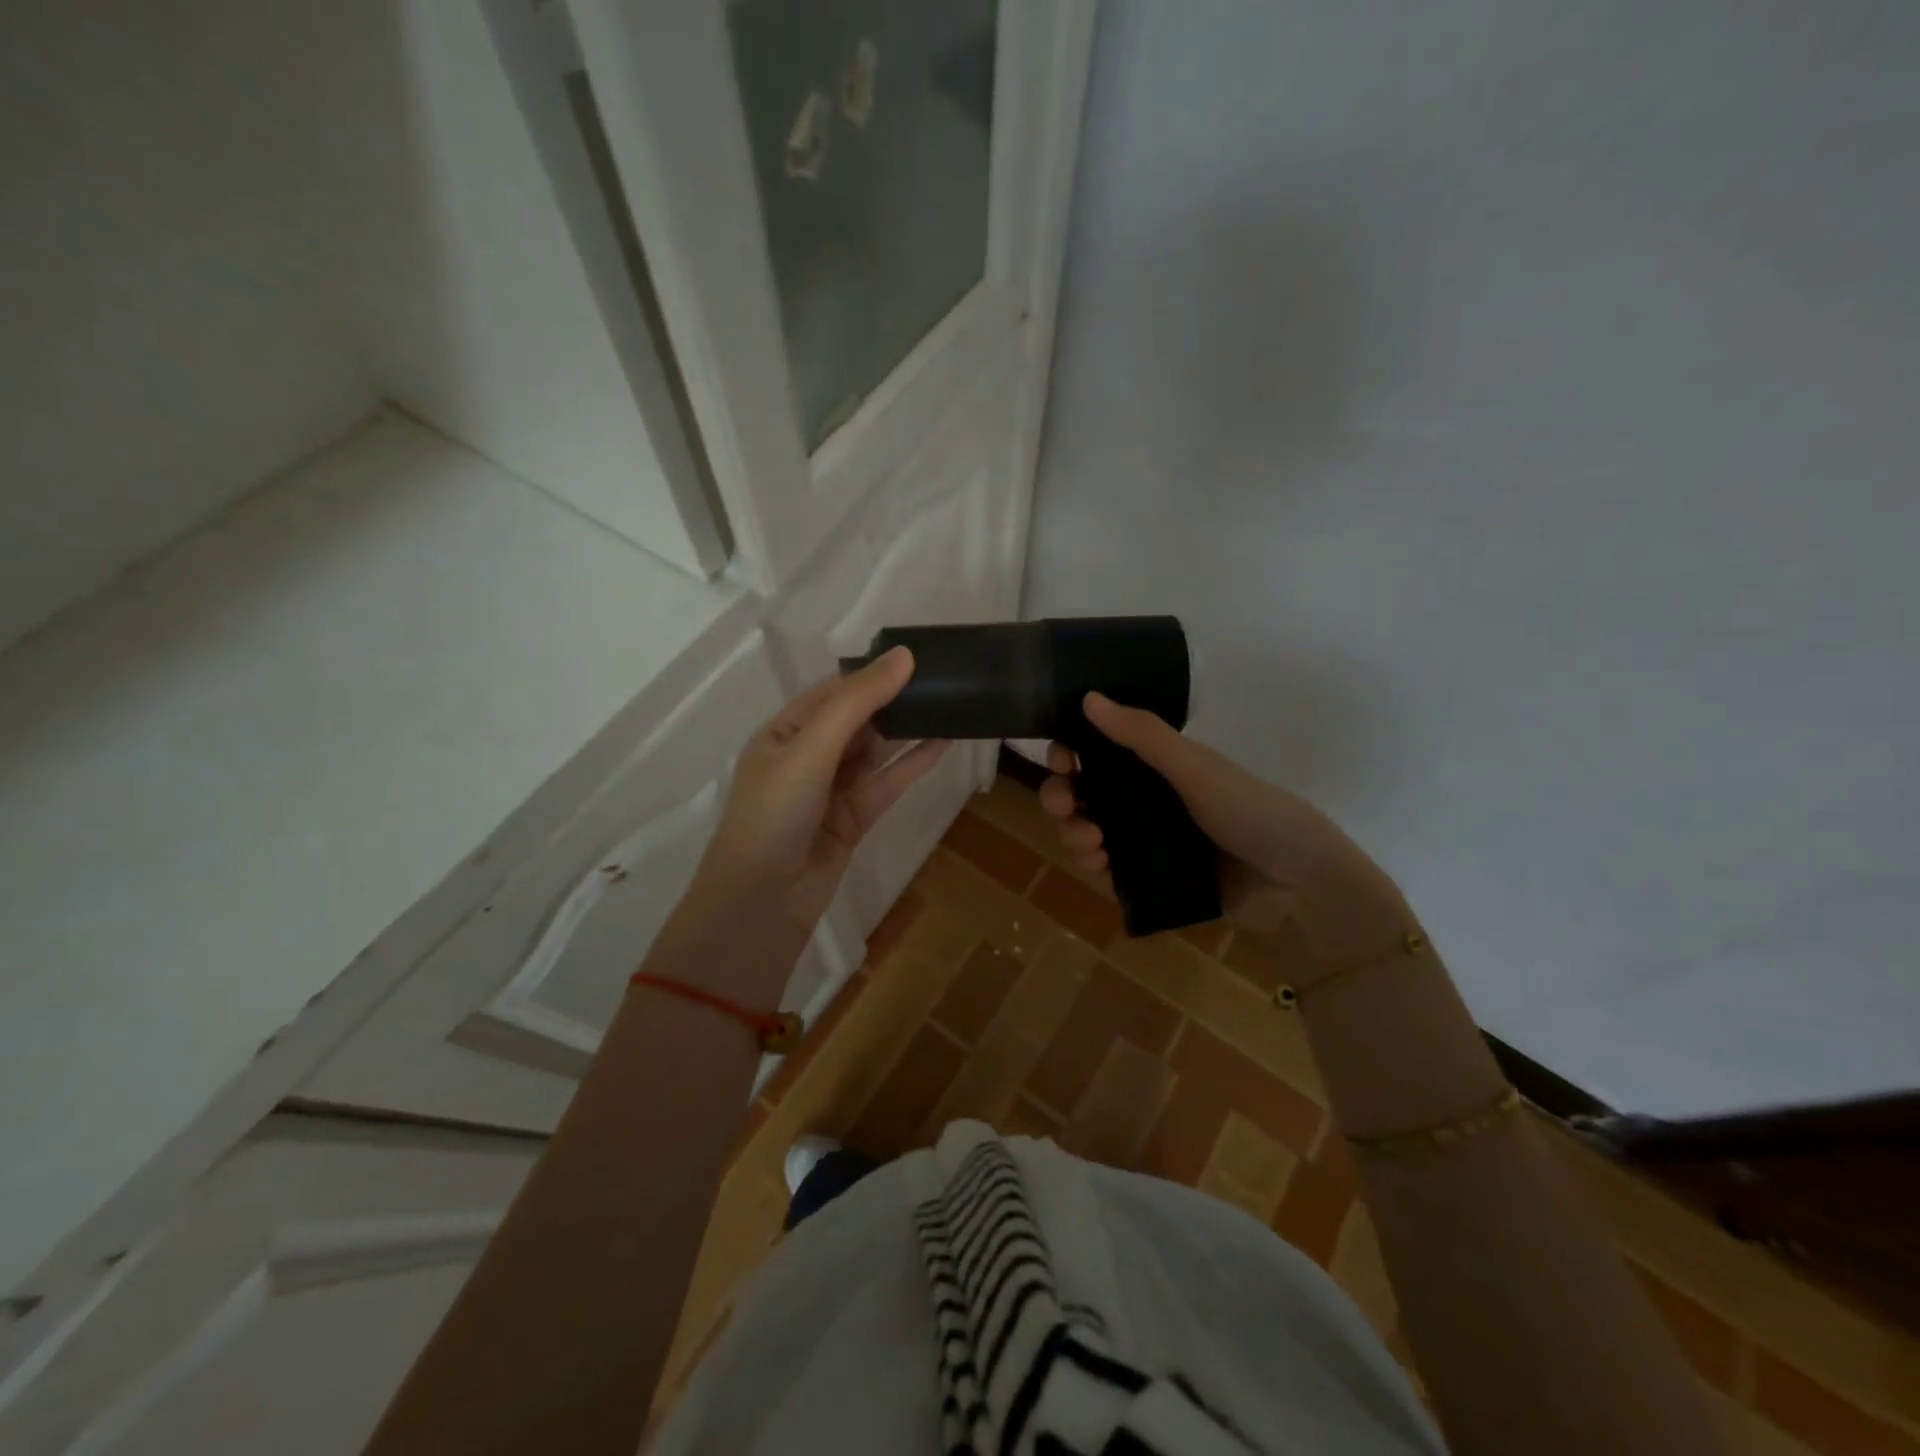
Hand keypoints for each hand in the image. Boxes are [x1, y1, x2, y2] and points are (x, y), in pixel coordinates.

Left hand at [694, 647, 948, 931]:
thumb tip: (903, 656)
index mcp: (784, 732)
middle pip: (858, 719)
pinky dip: (913, 764)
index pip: (834, 692)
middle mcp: (808, 756)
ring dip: (908, 730)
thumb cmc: (774, 814)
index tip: (917, 658)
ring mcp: (832, 789)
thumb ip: (857, 703)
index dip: (873, 674)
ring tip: (949, 705)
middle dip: (894, 700)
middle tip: (942, 679)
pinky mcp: (854, 819)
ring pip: (876, 751)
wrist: (761, 903)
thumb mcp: (810, 749)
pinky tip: (943, 744)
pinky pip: (887, 783)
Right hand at [1041, 692, 1415, 977]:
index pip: (1100, 751)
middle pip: (1086, 792)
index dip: (1071, 752)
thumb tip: (1088, 697)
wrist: (1297, 884)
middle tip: (1062, 805)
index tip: (1059, 759)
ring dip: (1075, 832)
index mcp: (1158, 765)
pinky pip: (1108, 868)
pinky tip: (1099, 864)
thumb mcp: (1194, 768)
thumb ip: (1143, 735)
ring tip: (1089, 842)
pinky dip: (1095, 864)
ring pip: (1090, 830)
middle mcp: (1148, 798)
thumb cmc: (1249, 811)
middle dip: (1063, 796)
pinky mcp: (1151, 877)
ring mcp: (1148, 839)